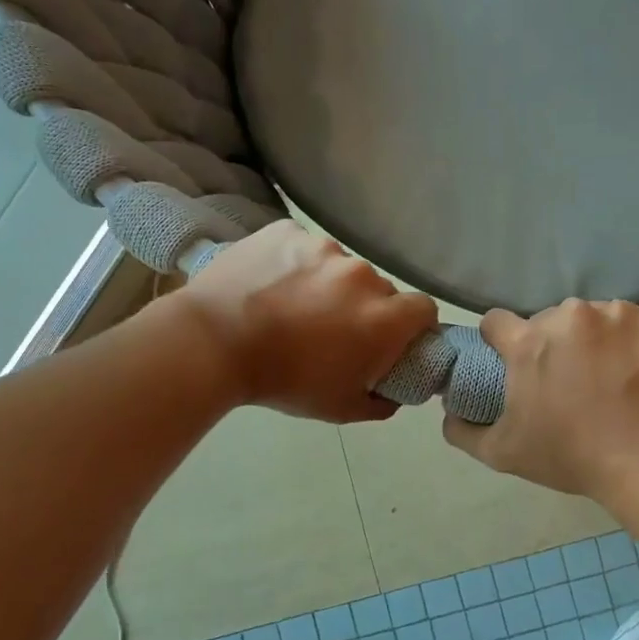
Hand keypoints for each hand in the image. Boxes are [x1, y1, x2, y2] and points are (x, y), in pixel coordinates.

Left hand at [180, 221, 437, 422]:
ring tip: (292, 306)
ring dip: (329, 285)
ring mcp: (322, 247)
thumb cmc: (284, 381)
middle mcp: (362, 275)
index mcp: (383, 318)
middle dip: (365, 308)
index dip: (413, 326)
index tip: (392, 341)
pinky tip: (270, 285)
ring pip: (340, 267)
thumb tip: (392, 394)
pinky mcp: (286, 230)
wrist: (213, 344)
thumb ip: (380, 402)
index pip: (425, 310)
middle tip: (332, 331)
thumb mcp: (340, 409)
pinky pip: (303, 248)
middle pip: (380, 290)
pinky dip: (295, 264)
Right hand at [443, 301, 638, 497]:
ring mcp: (621, 313)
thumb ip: (464, 431)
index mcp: (529, 342)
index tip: (513, 362)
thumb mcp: (504, 454)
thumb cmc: (572, 456)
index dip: (501, 341)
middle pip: (554, 321)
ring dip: (602, 342)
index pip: (497, 322)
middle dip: (558, 345)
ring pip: (601, 320)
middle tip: (574, 384)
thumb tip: (449, 414)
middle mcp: (571, 315)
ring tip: (618, 381)